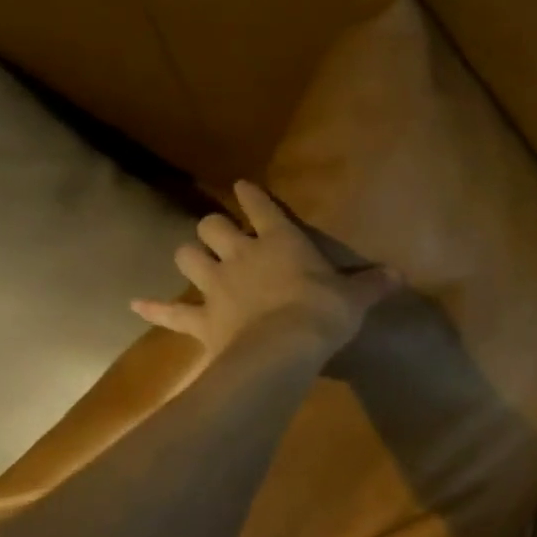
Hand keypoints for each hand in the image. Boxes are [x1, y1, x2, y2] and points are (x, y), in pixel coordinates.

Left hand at [133, 182, 399, 362]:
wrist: (284, 349)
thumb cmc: (322, 314)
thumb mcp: (355, 299)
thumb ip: (373, 284)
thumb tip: (400, 275)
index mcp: (280, 242)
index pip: (261, 206)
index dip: (252, 194)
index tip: (243, 187)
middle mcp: (242, 255)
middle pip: (213, 225)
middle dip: (215, 227)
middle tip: (222, 235)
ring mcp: (217, 286)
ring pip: (188, 256)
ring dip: (191, 255)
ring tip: (195, 259)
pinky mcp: (202, 318)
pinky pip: (171, 312)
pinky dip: (155, 308)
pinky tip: (136, 305)